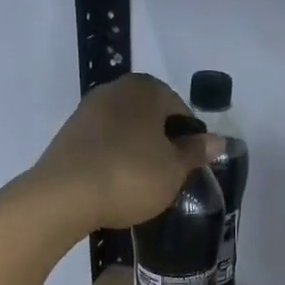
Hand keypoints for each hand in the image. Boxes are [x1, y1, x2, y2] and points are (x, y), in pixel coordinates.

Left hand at [30, 72, 222, 228]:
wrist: (65, 195)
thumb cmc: (130, 176)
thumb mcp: (173, 170)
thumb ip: (195, 152)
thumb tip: (218, 140)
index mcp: (146, 89)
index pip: (179, 109)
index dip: (188, 139)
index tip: (188, 167)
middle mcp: (115, 89)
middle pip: (150, 117)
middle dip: (161, 143)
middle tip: (167, 176)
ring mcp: (88, 110)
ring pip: (125, 130)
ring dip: (136, 151)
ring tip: (141, 184)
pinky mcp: (69, 134)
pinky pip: (103, 144)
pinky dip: (113, 159)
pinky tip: (116, 184)